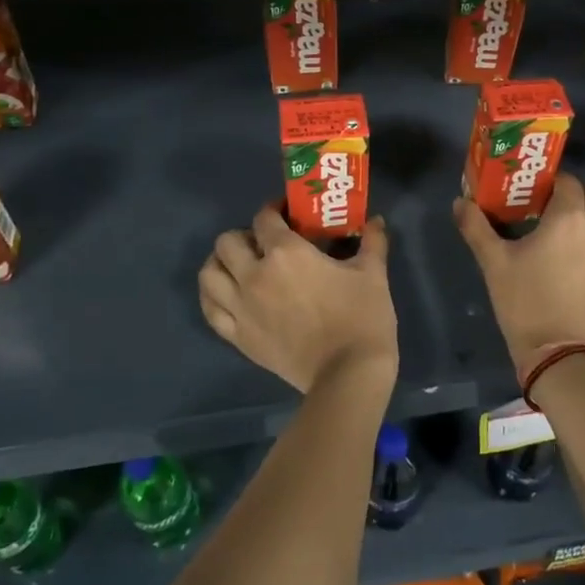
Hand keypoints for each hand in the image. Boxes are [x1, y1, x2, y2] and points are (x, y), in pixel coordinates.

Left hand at [198, 205, 398, 393]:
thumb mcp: (373, 274)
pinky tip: (227, 294)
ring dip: (221, 263)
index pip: (264, 218)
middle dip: (244, 235)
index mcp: (286, 253)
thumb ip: (372, 241)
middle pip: (227, 242)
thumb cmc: (361, 318)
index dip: (273, 210)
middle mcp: (254, 275)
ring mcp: (241, 308)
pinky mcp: (238, 337)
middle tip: (264, 243)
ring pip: (209, 274)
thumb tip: (376, 220)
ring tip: (239, 266)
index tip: (287, 213)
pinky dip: (213, 296)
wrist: (348, 374)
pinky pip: (210, 310)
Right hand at [452, 173, 584, 380]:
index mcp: (568, 218)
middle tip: (543, 204)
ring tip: (561, 221)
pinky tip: (572, 243)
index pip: (567, 182)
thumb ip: (476, 227)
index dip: (549, 181)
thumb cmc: (524, 300)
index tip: (528, 190)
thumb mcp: (494, 262)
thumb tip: (459, 202)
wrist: (557, 349)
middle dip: (571, 193)